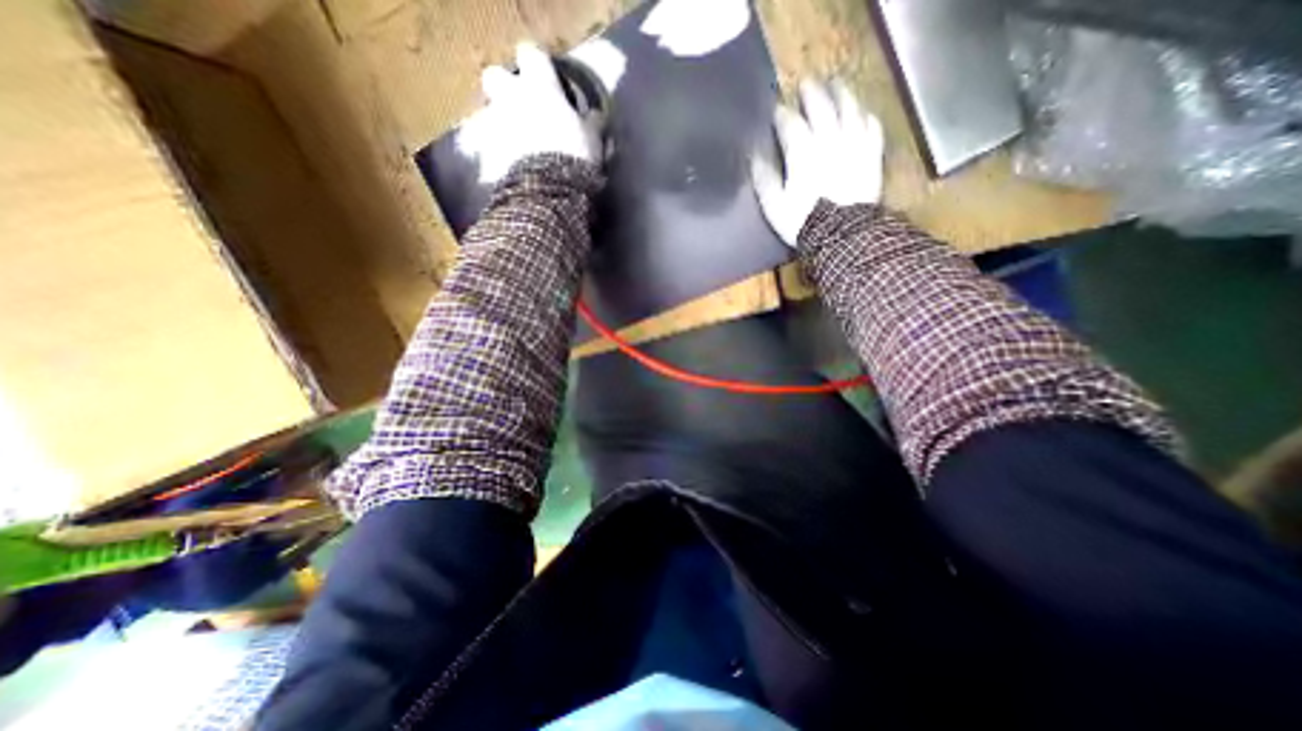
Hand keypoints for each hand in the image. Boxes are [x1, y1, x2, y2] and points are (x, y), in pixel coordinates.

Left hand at [457, 40, 605, 182]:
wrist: (547, 191)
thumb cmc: (574, 157)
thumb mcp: (592, 139)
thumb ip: (591, 123)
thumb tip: (595, 116)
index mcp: (540, 87)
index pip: (532, 55)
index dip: (539, 64)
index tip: (547, 75)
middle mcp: (511, 98)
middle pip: (495, 75)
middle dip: (505, 87)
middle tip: (522, 106)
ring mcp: (495, 126)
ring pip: (488, 114)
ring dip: (500, 123)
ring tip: (517, 142)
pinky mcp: (487, 153)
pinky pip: (489, 148)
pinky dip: (498, 154)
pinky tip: (512, 167)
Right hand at [747, 77, 889, 244]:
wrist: (840, 237)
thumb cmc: (802, 221)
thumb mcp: (774, 205)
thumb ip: (764, 178)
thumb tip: (755, 156)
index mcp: (802, 152)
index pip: (790, 123)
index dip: (781, 114)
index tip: (775, 110)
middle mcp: (829, 140)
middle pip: (821, 106)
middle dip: (811, 93)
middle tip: (806, 83)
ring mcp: (854, 145)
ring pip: (850, 109)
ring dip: (842, 93)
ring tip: (836, 85)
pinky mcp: (871, 156)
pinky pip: (871, 127)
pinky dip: (865, 116)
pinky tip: (862, 113)